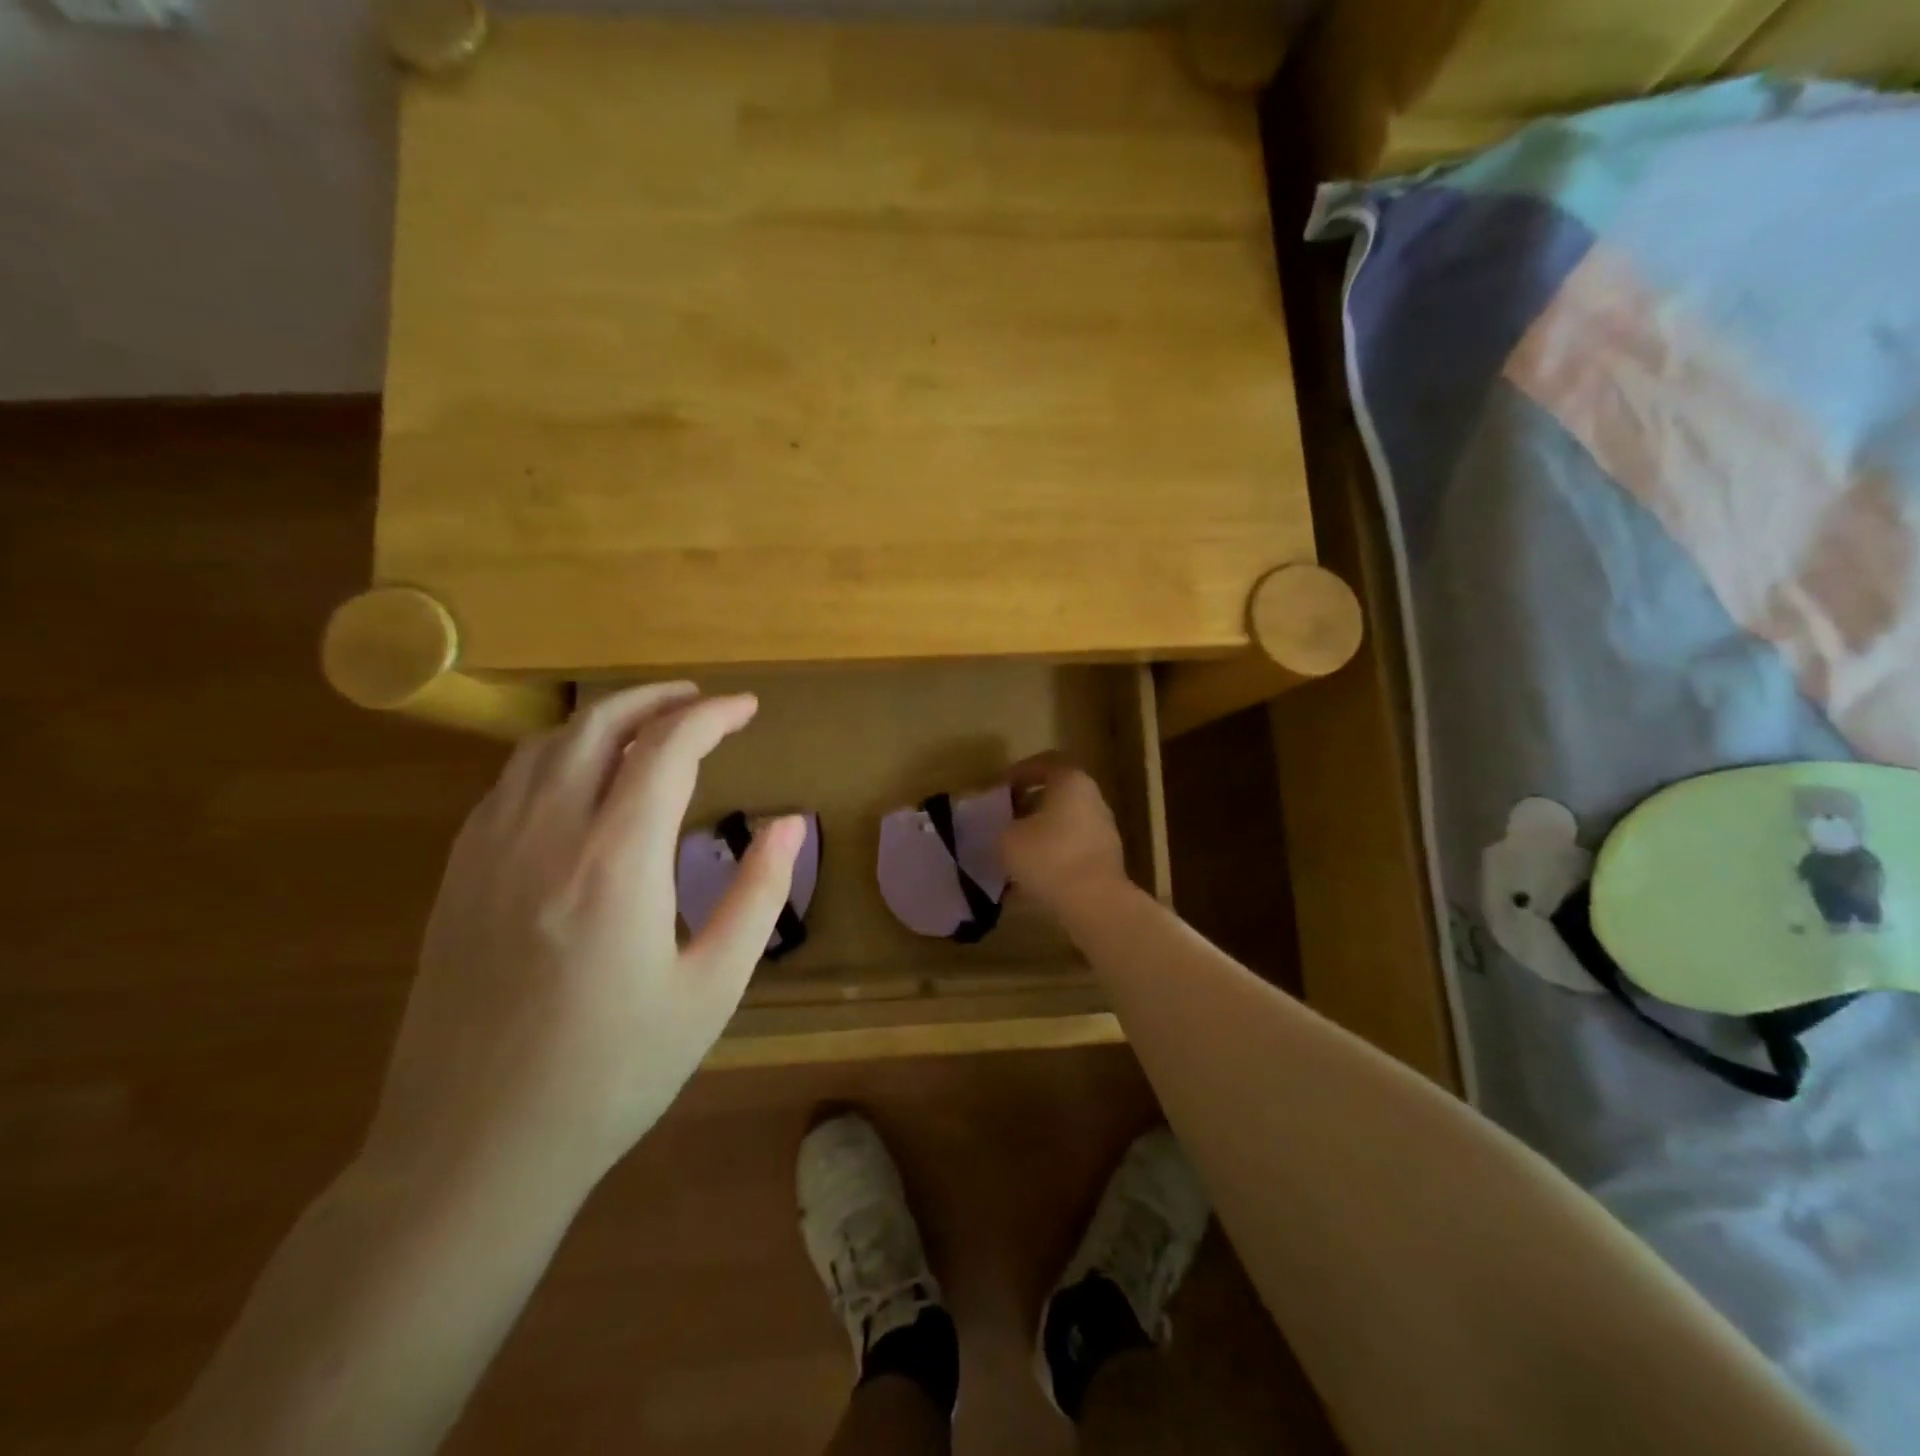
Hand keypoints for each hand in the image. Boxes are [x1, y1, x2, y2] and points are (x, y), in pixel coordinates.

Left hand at [361, 685, 802, 1199]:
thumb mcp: (712, 988)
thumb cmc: (613, 1073)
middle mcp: (546, 836)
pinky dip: (557, 757)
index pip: (667, 749)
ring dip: (603, 720)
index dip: (712, 717)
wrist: (473, 1151)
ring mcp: (489, 853)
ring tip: (648, 727)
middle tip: (701, 702)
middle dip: (656, 699)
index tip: (746, 709)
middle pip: (598, 725)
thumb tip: (790, 823)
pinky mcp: (456, 878)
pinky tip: (580, 781)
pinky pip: (509, 784)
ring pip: (545, 747)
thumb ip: (758, 894)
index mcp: (616, 862)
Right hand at [1001, 753, 1129, 917]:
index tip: (998, 789)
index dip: (1017, 773)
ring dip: (1038, 834)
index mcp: (1071, 782)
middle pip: (1056, 795)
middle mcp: (1093, 800)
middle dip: (1027, 806)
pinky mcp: (1105, 861)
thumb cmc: (1048, 857)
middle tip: (1003, 819)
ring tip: (1012, 852)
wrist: (1095, 904)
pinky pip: (1071, 851)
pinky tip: (1028, 878)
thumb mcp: (1008, 837)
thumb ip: (1000, 825)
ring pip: (1063, 825)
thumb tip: (1002, 827)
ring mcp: (1103, 831)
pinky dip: (1050, 858)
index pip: (1044, 763)